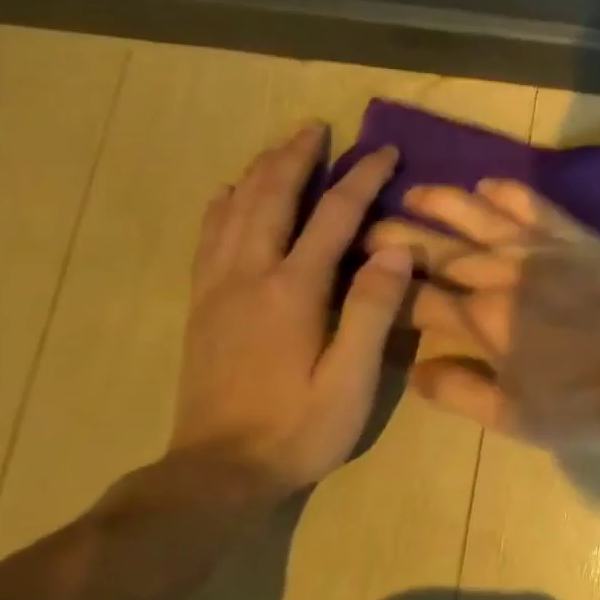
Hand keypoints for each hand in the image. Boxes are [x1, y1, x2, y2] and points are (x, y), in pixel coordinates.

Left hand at [169, 122, 413, 493]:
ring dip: (260, 172)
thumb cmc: (299, 429)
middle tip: (318, 127)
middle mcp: (250, 277)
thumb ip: (373, 311)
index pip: (333, 217)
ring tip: (281, 147)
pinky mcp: (203, 306)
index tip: (385, 150)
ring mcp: (218, 289)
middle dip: (296, 158)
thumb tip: (397, 250)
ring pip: (235, 210)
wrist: (217, 473)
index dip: (361, 178)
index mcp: (292, 291)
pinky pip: (209, 237)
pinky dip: (223, 204)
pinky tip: (229, 193)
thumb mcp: (351, 380)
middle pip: (271, 198)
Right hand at [368, 180, 599, 449]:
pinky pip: (538, 206)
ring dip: (444, 203)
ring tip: (414, 191)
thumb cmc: (583, 404)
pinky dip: (510, 193)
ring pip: (482, 218)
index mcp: (483, 322)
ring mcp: (543, 251)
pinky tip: (487, 184)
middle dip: (400, 239)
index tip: (364, 278)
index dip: (388, 289)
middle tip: (368, 226)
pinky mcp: (579, 239)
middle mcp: (504, 276)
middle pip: (441, 252)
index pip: (420, 299)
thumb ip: (459, 392)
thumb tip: (414, 367)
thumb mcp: (513, 418)